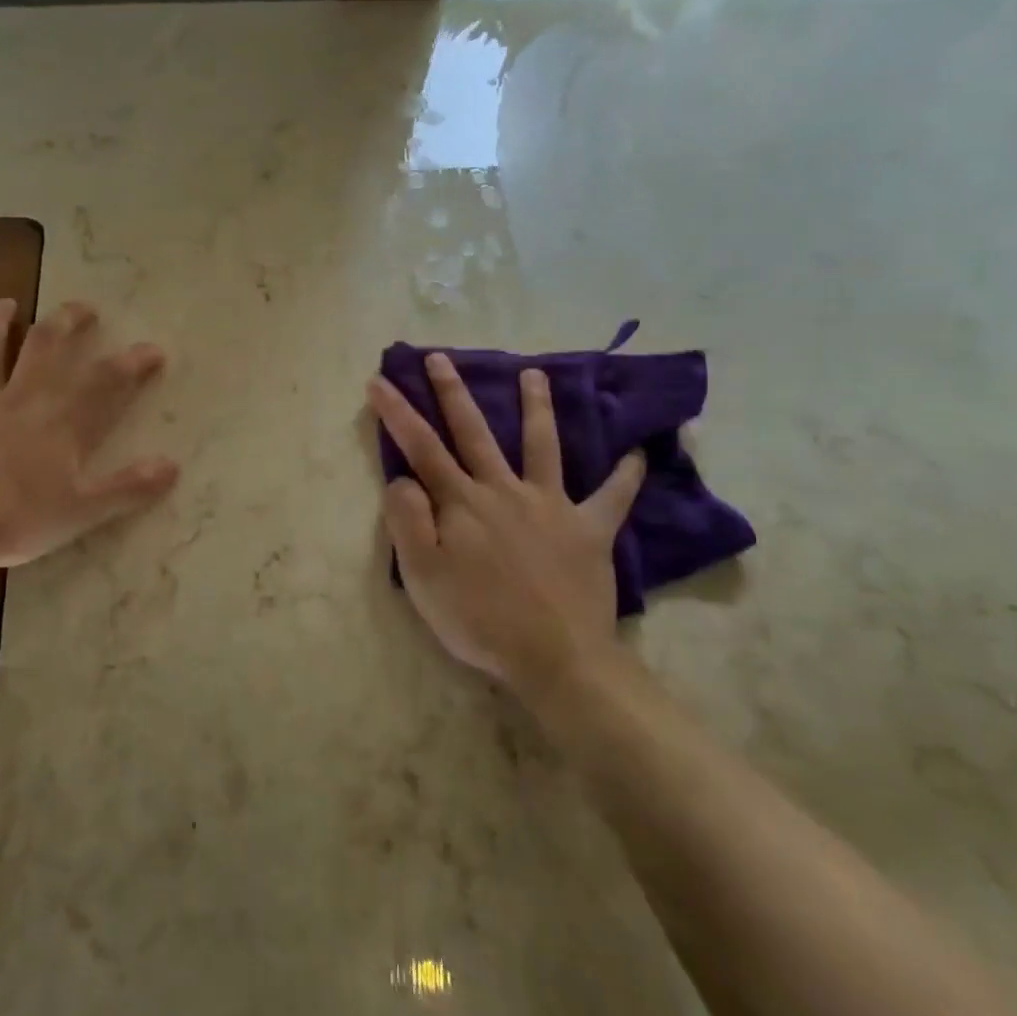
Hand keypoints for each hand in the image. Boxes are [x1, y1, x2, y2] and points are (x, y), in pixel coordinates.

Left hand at [0, 298, 177, 568]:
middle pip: (47, 348)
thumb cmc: (18, 518)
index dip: (133, 362)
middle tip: (83, 308)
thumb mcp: (83, 510)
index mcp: (61, 421)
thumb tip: (172, 466)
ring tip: (8, 304)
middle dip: (68, 323)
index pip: (105, 381)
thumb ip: (129, 487)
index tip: (153, 350)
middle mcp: (23, 399)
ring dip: (0, 324)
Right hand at [367, 354, 644, 706]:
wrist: (554, 657)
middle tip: (440, 357)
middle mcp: (504, 490)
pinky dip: (625, 475)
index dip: (397, 412)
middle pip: (474, 432)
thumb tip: (403, 478)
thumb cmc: (478, 619)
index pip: (421, 447)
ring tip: (535, 374)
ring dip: (537, 407)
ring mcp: (551, 505)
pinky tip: (637, 453)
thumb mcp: (422, 576)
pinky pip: (612, 497)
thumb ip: (407, 521)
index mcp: (461, 503)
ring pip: (542, 445)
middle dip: (453, 392)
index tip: (379, 380)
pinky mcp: (589, 529)